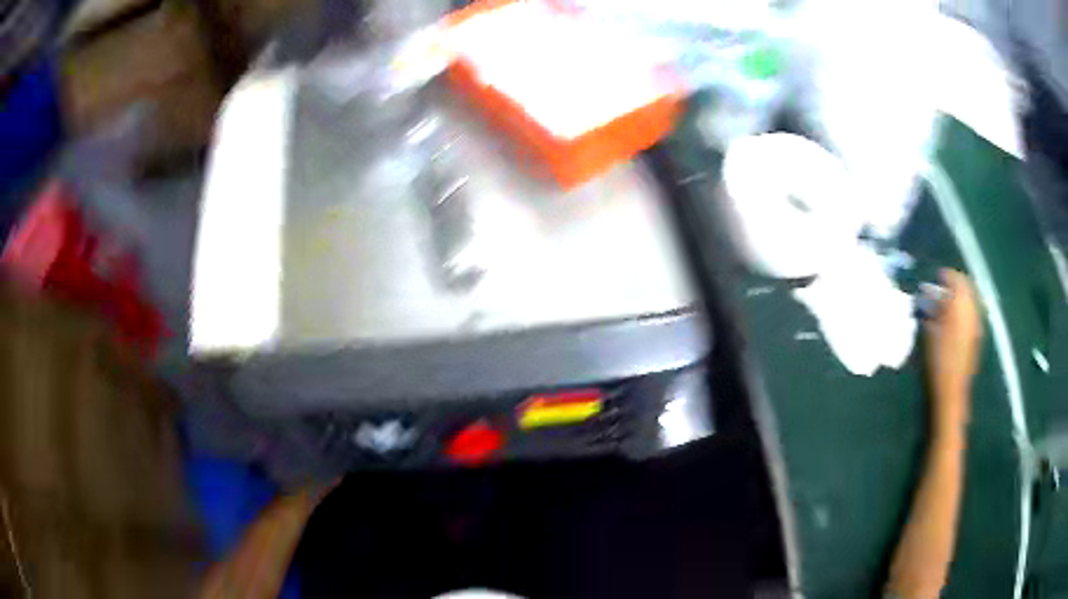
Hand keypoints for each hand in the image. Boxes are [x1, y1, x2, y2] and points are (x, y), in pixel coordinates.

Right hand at [924, 269, 982, 438]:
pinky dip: (963, 310)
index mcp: (961, 307)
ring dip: (960, 298)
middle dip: (955, 285)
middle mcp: (972, 312)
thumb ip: (933, 308)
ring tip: (947, 303)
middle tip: (942, 287)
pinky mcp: (976, 336)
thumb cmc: (938, 361)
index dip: (947, 276)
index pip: (957, 280)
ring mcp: (976, 325)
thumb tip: (932, 293)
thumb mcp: (931, 332)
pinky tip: (954, 318)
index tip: (937, 277)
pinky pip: (972, 314)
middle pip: (967, 288)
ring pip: (970, 300)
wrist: (952, 391)